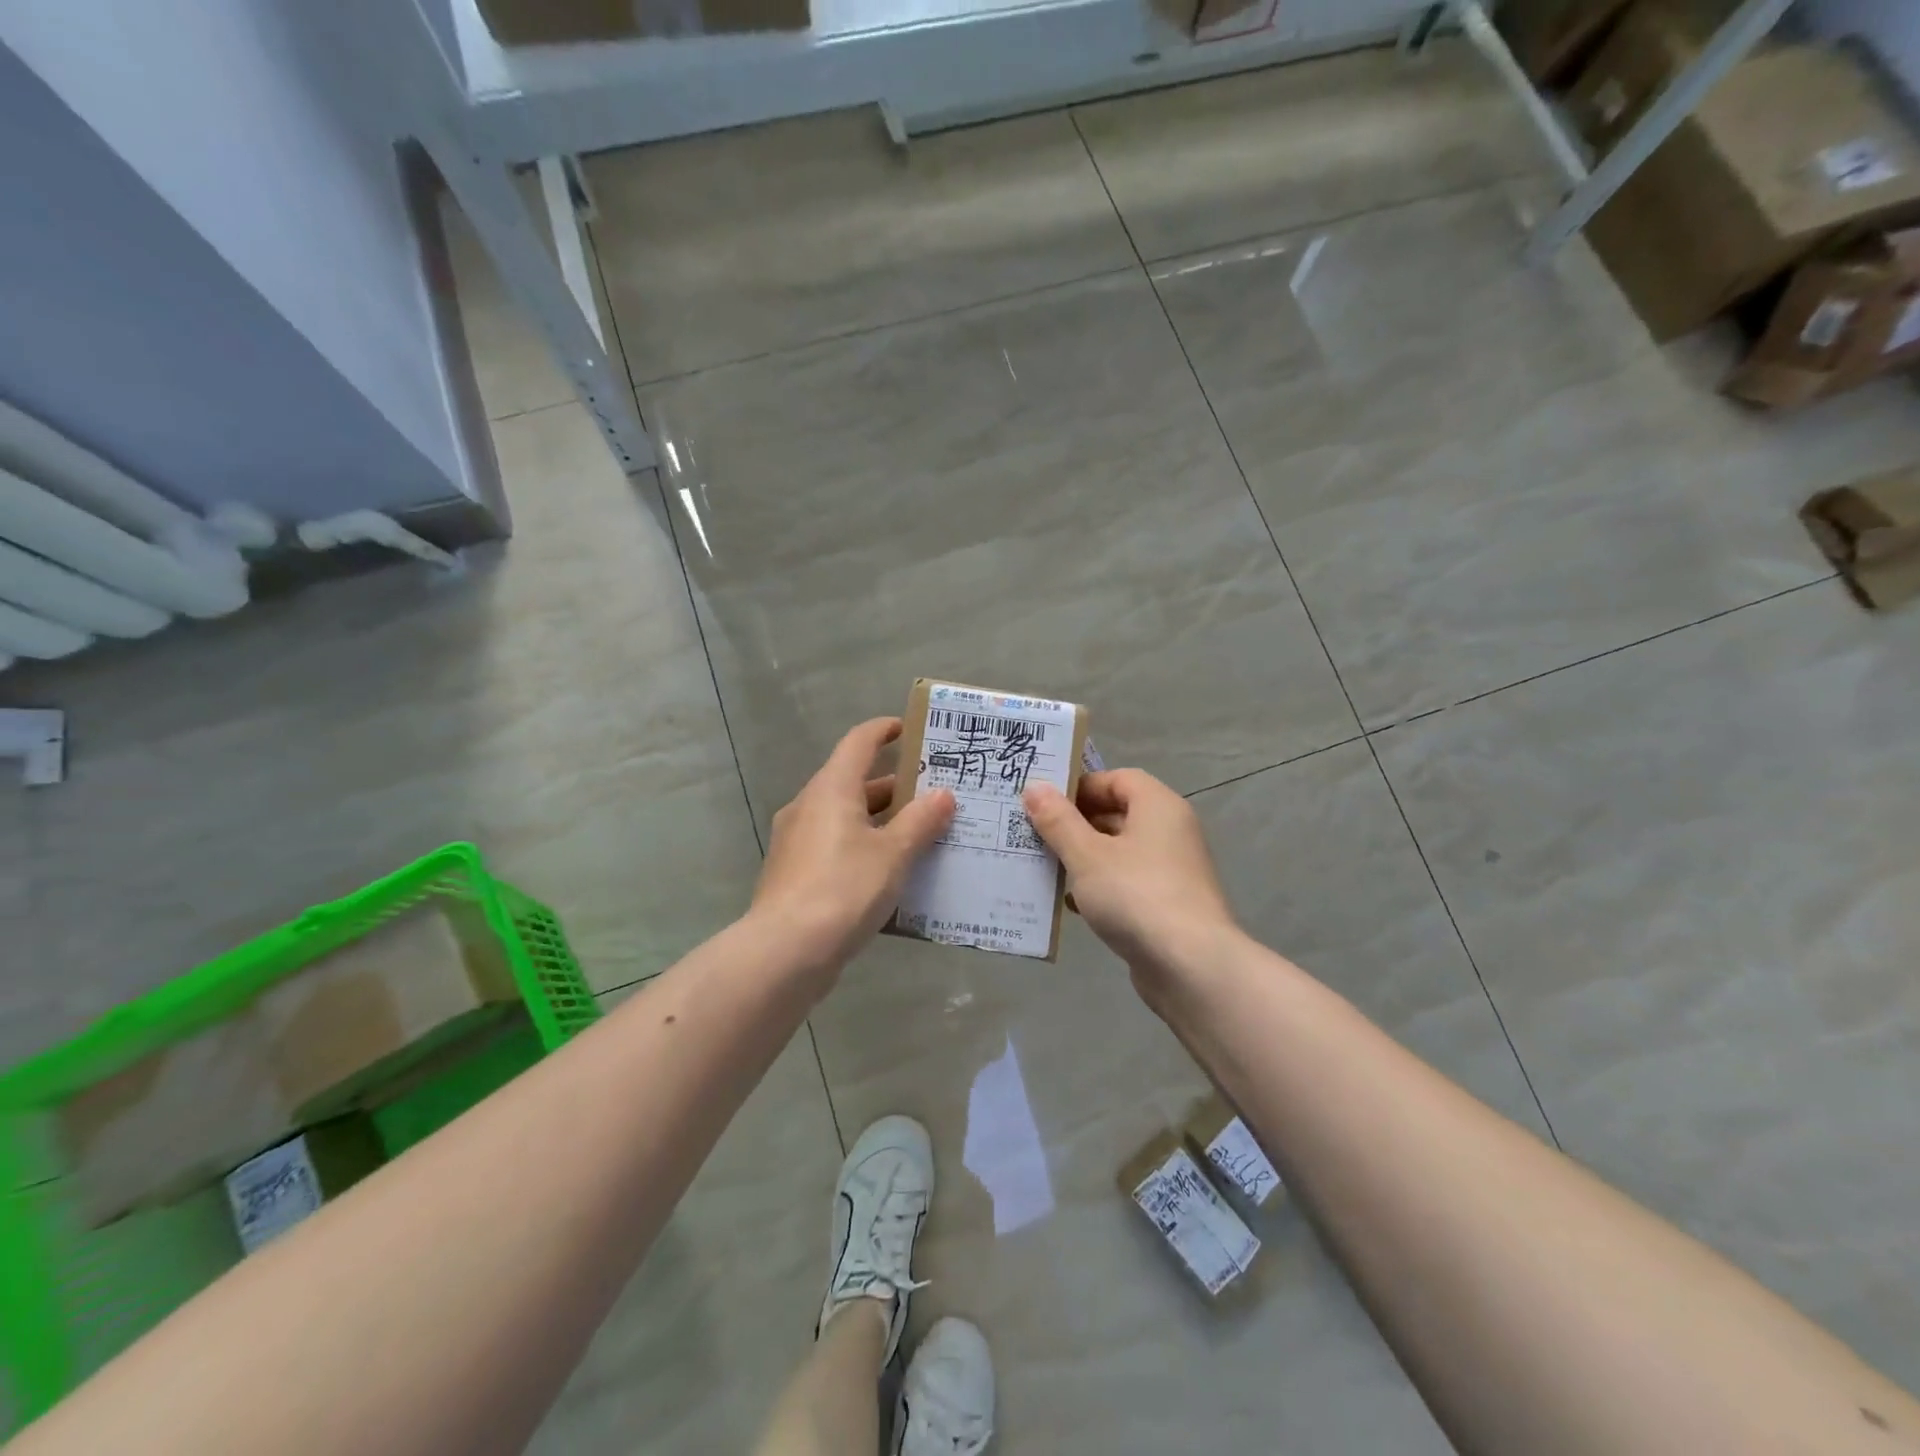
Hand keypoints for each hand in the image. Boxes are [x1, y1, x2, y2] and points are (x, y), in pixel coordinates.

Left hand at [751, 717, 954, 979]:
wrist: (785, 951)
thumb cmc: (844, 889)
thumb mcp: (893, 853)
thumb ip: (921, 821)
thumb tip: (943, 794)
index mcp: (831, 788)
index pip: (859, 742)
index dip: (885, 730)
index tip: (911, 729)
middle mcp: (809, 805)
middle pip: (855, 781)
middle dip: (895, 785)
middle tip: (935, 793)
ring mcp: (797, 840)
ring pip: (846, 816)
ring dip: (882, 820)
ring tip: (923, 833)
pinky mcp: (795, 872)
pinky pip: (836, 845)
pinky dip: (864, 846)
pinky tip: (891, 871)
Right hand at [1022, 769, 1239, 984]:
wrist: (1190, 966)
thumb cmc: (1135, 895)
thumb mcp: (1087, 855)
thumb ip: (1058, 821)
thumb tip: (1035, 787)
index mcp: (1158, 806)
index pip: (1118, 779)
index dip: (1081, 786)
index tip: (1045, 802)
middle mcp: (1171, 831)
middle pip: (1117, 814)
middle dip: (1075, 824)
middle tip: (1034, 834)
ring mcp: (1172, 870)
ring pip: (1119, 852)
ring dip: (1083, 858)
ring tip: (1044, 868)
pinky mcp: (1167, 905)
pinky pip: (1127, 883)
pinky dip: (1100, 888)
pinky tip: (1071, 904)